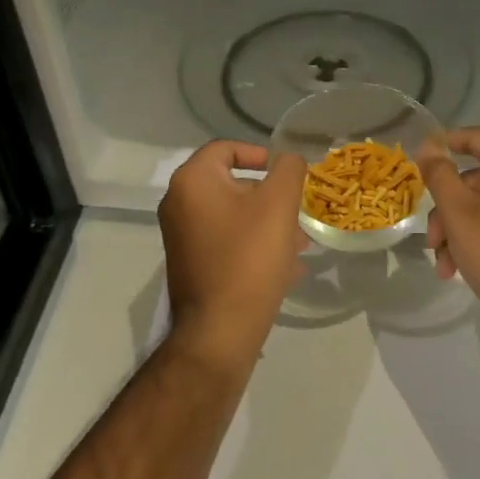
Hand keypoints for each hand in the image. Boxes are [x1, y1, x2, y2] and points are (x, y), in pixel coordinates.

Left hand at [157, 141, 306, 368]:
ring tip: (299, 245)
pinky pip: (228, 241)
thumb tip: (289, 159)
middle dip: (271, 196)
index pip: (226, 148)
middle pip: (233, 183)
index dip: (260, 154)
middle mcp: (179, 204)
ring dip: (269, 223)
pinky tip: (286, 268)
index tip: (286, 174)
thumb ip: (289, 169)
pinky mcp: (191, 263)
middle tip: (298, 214)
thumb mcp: (279, 204)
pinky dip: (255, 245)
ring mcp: (182, 236)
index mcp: (192, 182)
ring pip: (234, 215)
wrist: (219, 330)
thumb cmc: (249, 257)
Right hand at [417, 128, 479, 336]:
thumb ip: (440, 174)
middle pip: (473, 177)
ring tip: (444, 265)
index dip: (443, 146)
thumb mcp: (459, 213)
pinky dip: (476, 239)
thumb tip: (429, 143)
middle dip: (445, 208)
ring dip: (456, 230)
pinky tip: (458, 270)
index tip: (417, 166)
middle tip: (431, 239)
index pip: (473, 137)